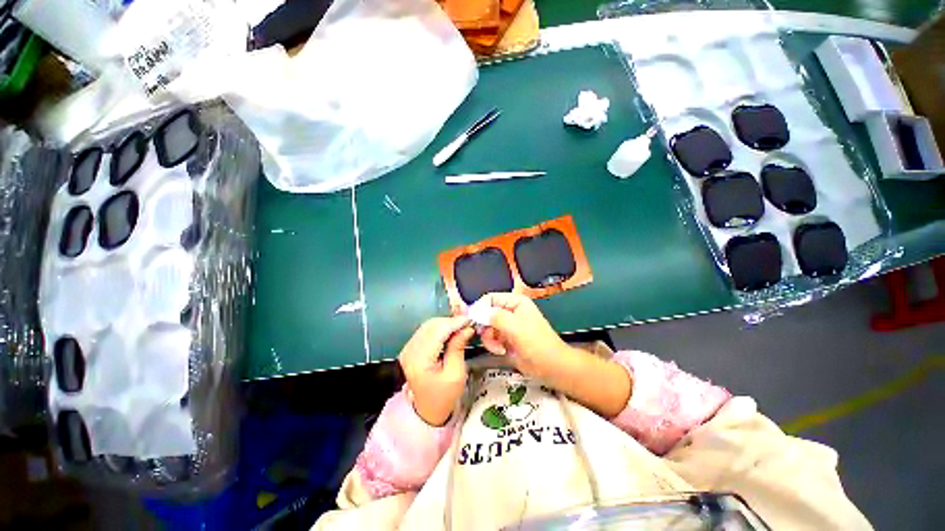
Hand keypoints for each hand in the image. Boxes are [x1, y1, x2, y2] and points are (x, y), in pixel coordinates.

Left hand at [399, 316, 473, 425]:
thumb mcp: (456, 374)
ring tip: (461, 326)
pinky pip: (426, 331)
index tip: (470, 319)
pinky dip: (439, 327)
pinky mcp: (410, 348)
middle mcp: (410, 350)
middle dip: (450, 321)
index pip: (437, 331)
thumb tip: (466, 327)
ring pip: (428, 325)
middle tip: (467, 323)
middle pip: (431, 325)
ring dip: (445, 323)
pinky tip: (451, 331)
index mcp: (419, 360)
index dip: (454, 322)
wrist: (428, 410)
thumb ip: (458, 347)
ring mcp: (408, 348)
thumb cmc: (444, 395)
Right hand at [479, 293, 631, 417]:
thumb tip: (475, 311)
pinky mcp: (505, 339)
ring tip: (499, 347)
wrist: (551, 367)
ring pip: (486, 327)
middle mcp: (510, 311)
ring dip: (489, 338)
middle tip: (487, 336)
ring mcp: (507, 326)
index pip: (490, 298)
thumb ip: (495, 317)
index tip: (470, 320)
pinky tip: (502, 350)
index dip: (479, 307)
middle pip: (485, 313)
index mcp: (515, 302)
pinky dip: (492, 345)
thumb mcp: (515, 327)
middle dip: (484, 326)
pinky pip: (491, 338)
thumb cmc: (537, 343)